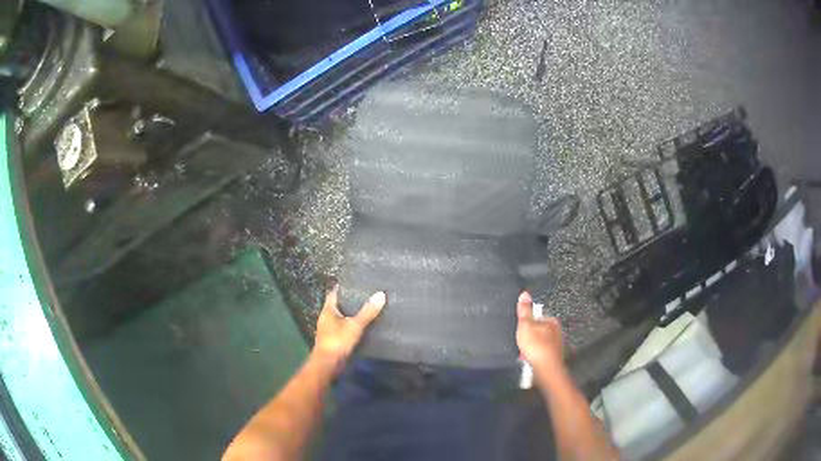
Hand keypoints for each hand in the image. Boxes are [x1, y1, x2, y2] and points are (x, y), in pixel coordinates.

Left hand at [314, 285, 385, 366]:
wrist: (328, 364)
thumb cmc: (338, 341)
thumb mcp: (355, 325)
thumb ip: (368, 312)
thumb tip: (381, 294)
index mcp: (328, 310)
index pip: (333, 293)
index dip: (341, 287)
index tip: (353, 281)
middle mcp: (325, 318)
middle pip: (336, 305)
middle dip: (347, 300)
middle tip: (363, 294)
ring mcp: (327, 329)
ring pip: (339, 317)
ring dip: (349, 314)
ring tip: (364, 309)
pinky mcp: (332, 339)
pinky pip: (341, 327)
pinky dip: (349, 324)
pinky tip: (360, 326)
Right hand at [516, 291, 564, 372]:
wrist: (545, 368)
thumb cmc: (536, 345)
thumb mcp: (525, 324)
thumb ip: (524, 310)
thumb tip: (525, 293)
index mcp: (552, 321)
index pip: (538, 317)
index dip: (528, 323)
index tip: (521, 330)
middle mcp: (557, 332)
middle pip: (539, 331)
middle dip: (530, 336)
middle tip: (521, 342)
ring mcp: (557, 346)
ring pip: (541, 343)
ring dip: (532, 347)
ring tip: (524, 353)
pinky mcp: (554, 357)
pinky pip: (542, 354)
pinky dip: (535, 356)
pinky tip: (529, 360)